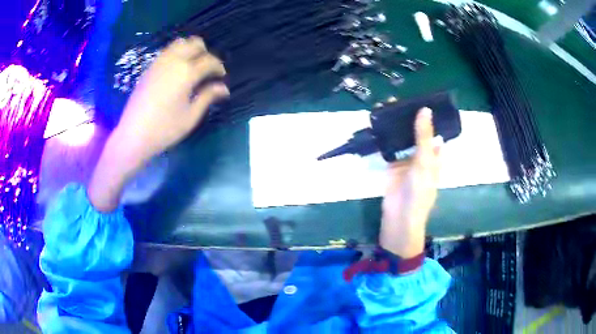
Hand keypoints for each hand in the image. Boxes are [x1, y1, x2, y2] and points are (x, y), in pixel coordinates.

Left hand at [89, 37, 227, 211]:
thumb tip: (223, 88)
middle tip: (207, 69)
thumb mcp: (191, 116)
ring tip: (192, 66)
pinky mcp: (149, 68)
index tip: (221, 76)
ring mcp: (159, 63)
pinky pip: (167, 51)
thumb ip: (207, 97)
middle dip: (205, 53)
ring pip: (179, 43)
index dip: (218, 67)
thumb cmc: (164, 129)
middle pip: (194, 43)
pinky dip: (176, 54)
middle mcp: (173, 61)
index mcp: (187, 73)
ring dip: (190, 50)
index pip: (209, 60)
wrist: (133, 135)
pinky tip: (176, 70)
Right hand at [379, 108, 441, 257]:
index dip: (429, 116)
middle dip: (408, 117)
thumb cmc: (419, 192)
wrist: (399, 218)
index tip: (420, 98)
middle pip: (416, 132)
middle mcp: (421, 155)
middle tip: (397, 98)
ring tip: (386, 106)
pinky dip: (384, 137)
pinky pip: (388, 148)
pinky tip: (378, 124)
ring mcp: (406, 160)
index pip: (434, 131)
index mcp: (435, 155)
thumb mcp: (425, 162)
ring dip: (395, 125)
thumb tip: (425, 109)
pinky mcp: (391, 166)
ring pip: (401, 138)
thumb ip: (423, 137)